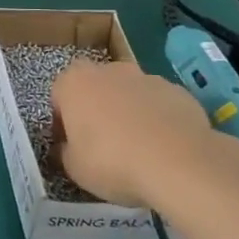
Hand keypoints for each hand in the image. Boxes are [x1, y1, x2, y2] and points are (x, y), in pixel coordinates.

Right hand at [51, 58, 238, 219]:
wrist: (179, 163)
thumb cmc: (112, 162)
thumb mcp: (74, 168)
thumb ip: (66, 151)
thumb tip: (69, 148)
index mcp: (74, 82)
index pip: (59, 96)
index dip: (63, 121)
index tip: (71, 144)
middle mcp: (108, 70)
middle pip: (96, 89)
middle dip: (96, 111)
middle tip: (102, 145)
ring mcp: (146, 77)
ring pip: (129, 94)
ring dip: (128, 113)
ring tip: (138, 149)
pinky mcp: (178, 91)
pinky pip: (158, 105)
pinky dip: (158, 120)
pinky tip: (164, 148)